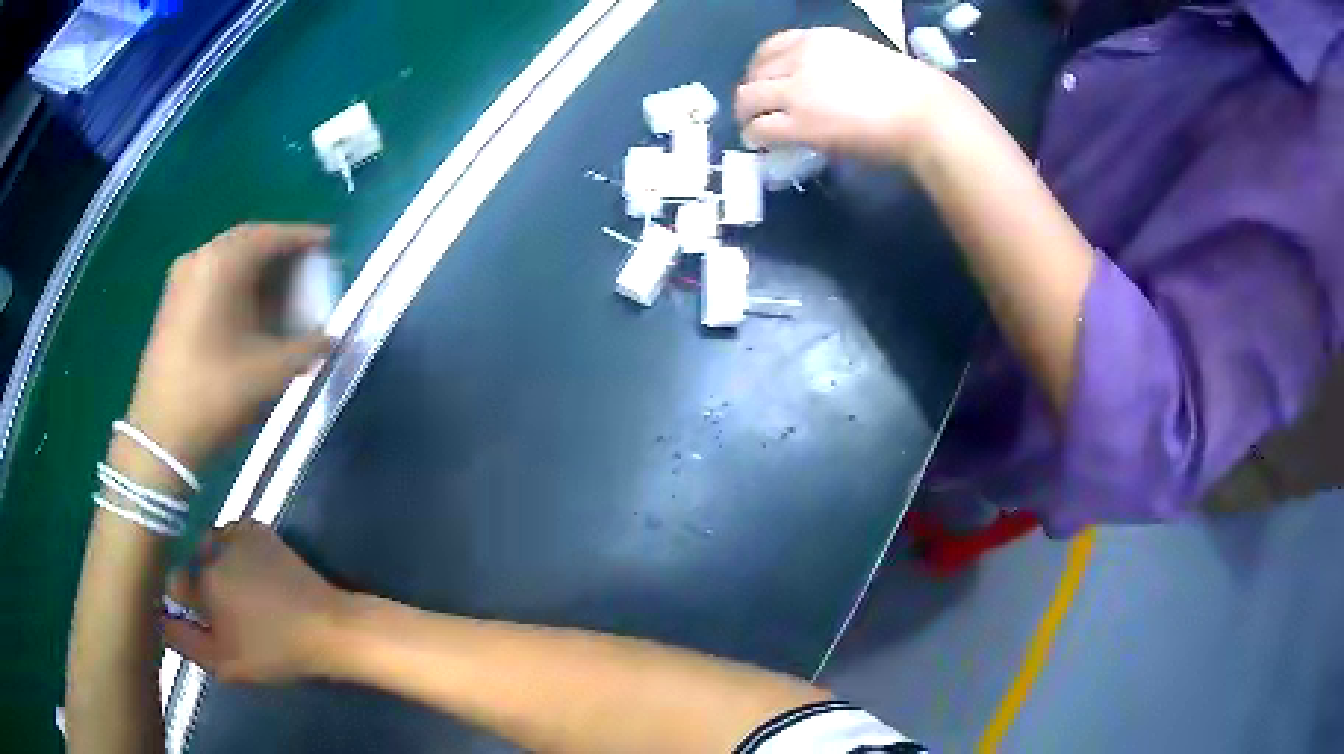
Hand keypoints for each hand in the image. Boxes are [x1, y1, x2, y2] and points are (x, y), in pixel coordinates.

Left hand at [124, 223, 332, 470]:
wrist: (160, 436)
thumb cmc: (215, 393)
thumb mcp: (270, 373)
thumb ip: (307, 348)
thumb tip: (329, 338)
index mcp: (223, 263)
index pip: (271, 236)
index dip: (303, 237)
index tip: (328, 242)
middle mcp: (200, 258)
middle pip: (247, 241)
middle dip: (280, 251)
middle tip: (307, 265)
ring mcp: (181, 279)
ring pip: (227, 259)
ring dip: (257, 269)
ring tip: (281, 289)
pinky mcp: (172, 303)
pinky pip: (212, 277)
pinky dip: (236, 283)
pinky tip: (248, 308)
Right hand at [164, 522, 348, 683]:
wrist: (327, 628)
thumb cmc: (275, 652)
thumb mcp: (225, 663)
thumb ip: (184, 641)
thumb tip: (156, 620)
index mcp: (203, 583)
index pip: (171, 582)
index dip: (177, 600)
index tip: (189, 614)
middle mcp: (213, 549)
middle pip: (188, 562)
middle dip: (196, 583)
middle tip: (217, 608)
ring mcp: (237, 534)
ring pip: (206, 545)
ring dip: (212, 563)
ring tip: (235, 592)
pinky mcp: (258, 528)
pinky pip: (229, 534)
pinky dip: (231, 549)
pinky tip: (247, 571)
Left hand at [734, 28, 950, 164]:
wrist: (923, 112)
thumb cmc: (909, 90)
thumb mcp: (862, 58)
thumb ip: (832, 66)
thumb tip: (818, 87)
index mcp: (818, 39)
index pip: (771, 48)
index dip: (759, 68)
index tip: (762, 82)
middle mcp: (800, 58)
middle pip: (755, 74)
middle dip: (751, 94)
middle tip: (756, 112)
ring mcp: (797, 91)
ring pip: (749, 100)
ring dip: (747, 116)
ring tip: (753, 130)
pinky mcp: (799, 123)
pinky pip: (760, 129)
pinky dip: (754, 137)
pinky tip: (760, 144)